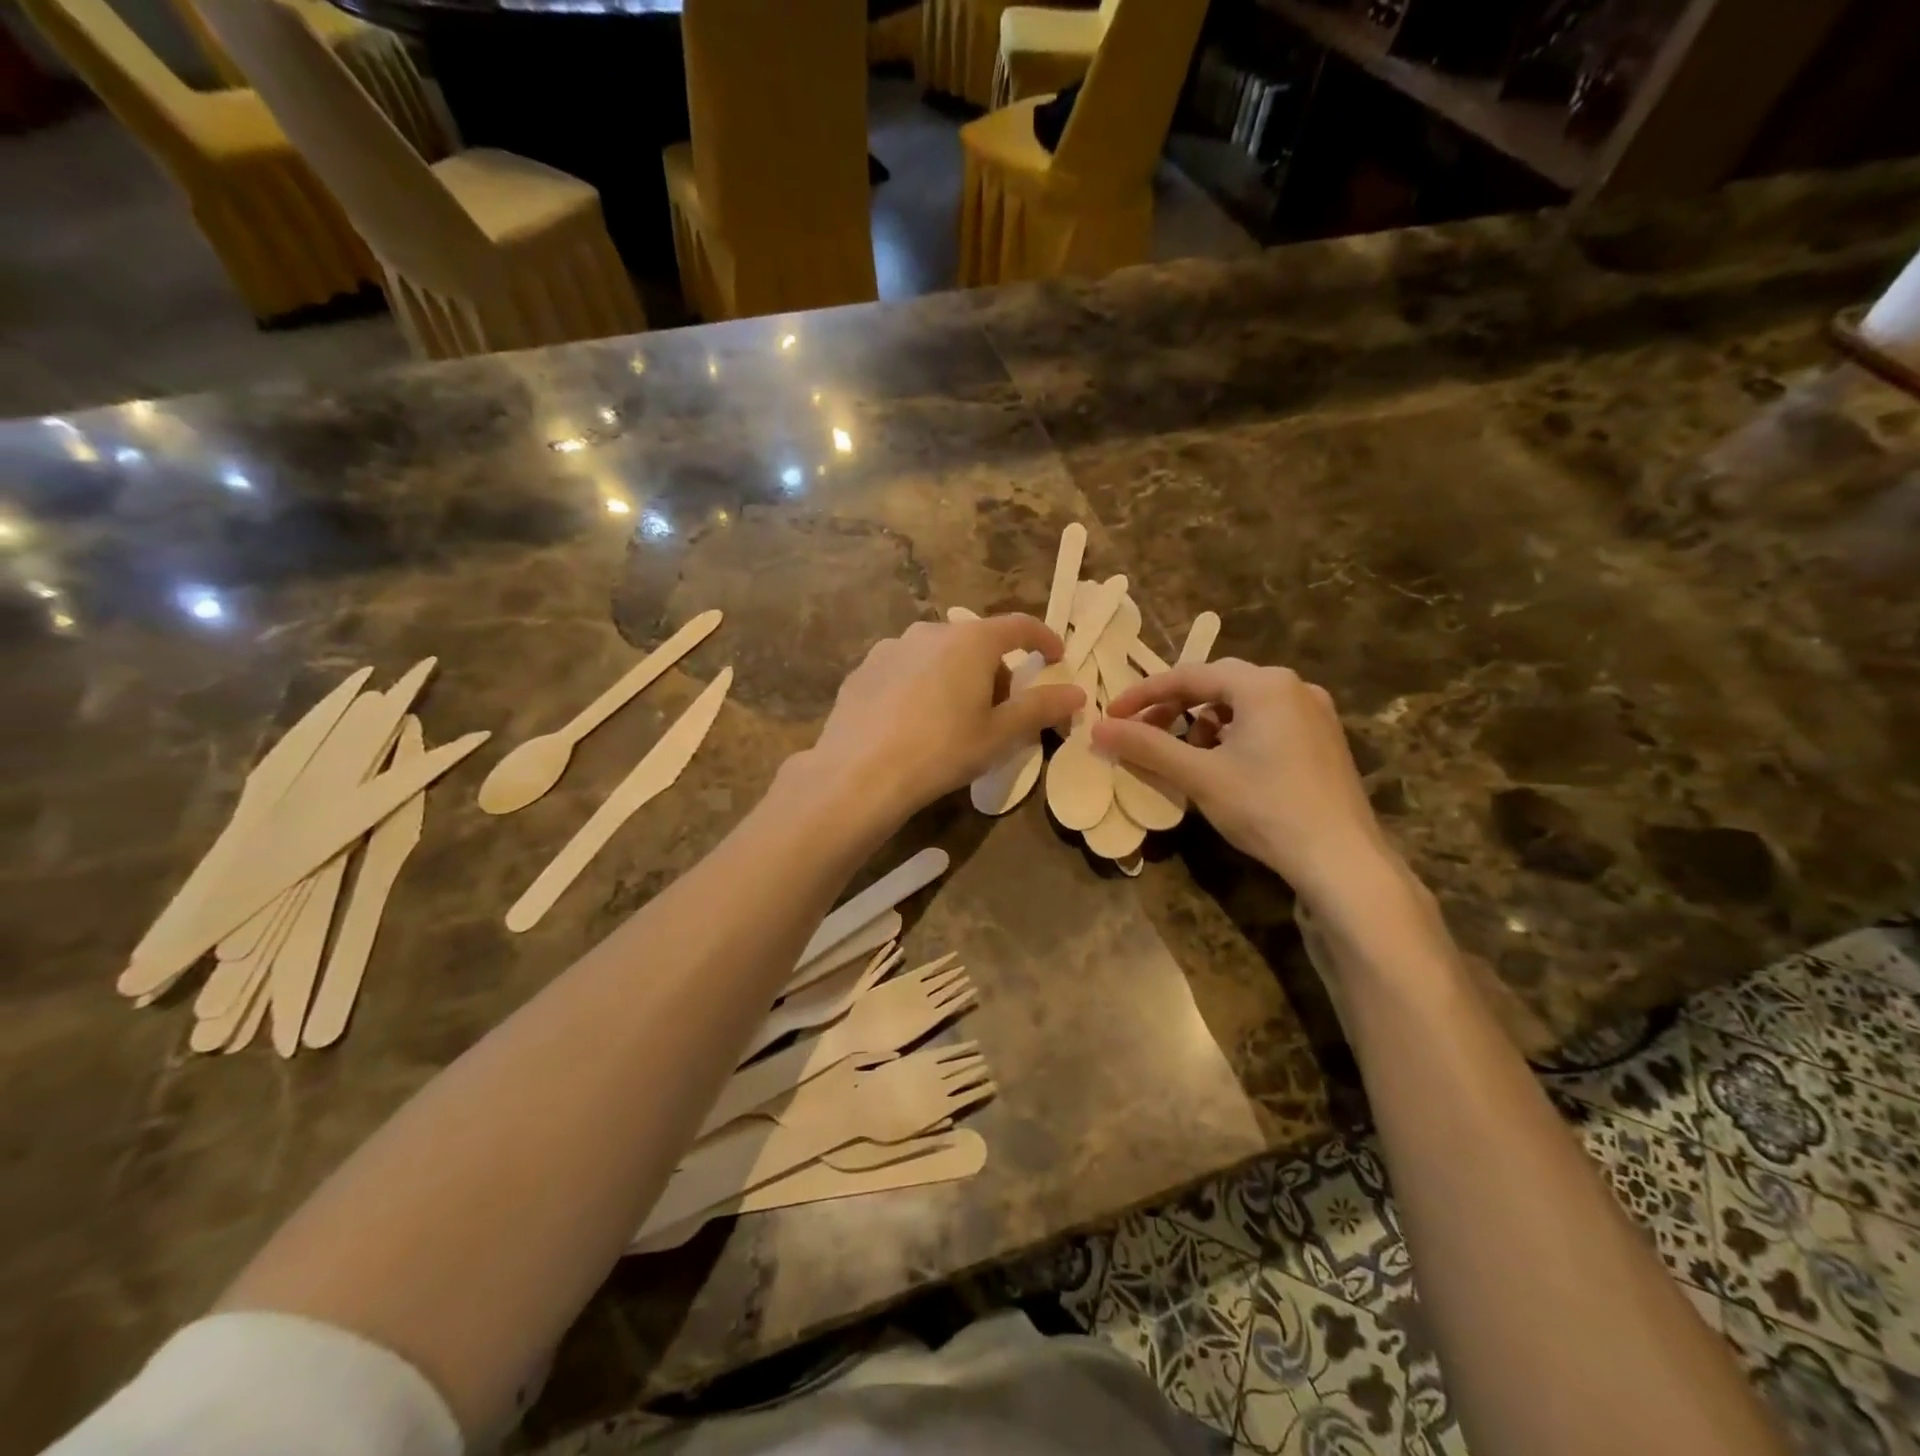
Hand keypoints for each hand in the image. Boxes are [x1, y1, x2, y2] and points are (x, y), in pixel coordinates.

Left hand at [807, 614, 1083, 827]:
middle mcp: (930, 631)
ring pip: (939, 655)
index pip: (1019, 626)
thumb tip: (1077, 693)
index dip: (1043, 639)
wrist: (860, 773)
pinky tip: (912, 725)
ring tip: (951, 723)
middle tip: (997, 714)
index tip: (1055, 658)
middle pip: (977, 643)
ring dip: (956, 677)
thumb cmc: (942, 750)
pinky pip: (906, 670)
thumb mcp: (1000, 734)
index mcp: (970, 640)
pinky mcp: (863, 669)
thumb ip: (1041, 708)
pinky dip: (921, 687)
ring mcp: (891, 647)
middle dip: (995, 672)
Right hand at [1092, 660, 1393, 909]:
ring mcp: (1315, 712)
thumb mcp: (1198, 775)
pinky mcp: (1323, 739)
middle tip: (1142, 732)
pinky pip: (1266, 720)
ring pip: (1242, 703)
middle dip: (1174, 707)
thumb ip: (1146, 747)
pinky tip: (1227, 765)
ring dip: (1204, 721)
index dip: (1143, 695)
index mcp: (1264, 685)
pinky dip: (1234, 734)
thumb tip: (1097, 730)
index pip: (1188, 676)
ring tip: (1187, 754)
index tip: (1111, 716)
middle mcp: (1293, 686)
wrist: (1341, 859)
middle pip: (1217, 685)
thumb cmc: (1265, 807)